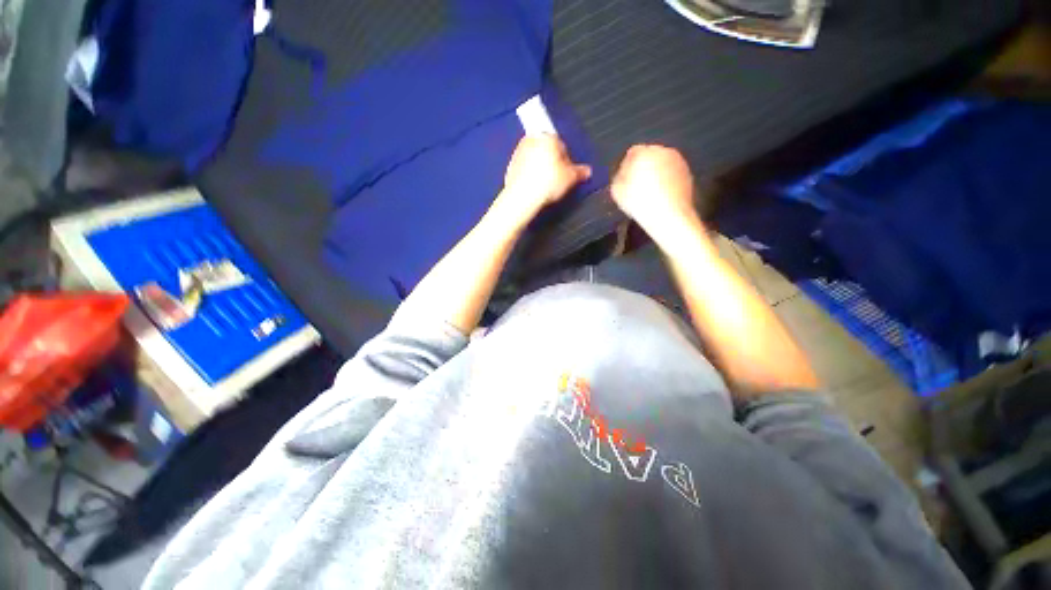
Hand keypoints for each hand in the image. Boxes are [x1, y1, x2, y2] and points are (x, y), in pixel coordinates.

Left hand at [493, 135, 590, 227]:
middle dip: (554, 163)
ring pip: (536, 158)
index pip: (563, 146)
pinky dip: (530, 175)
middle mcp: (532, 139)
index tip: (568, 173)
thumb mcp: (571, 178)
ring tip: (547, 185)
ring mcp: (519, 152)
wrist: (522, 197)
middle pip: (548, 150)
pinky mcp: (511, 165)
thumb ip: (580, 172)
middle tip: (558, 179)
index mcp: (548, 137)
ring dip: (542, 168)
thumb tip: (587, 171)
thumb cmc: (546, 184)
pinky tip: (535, 187)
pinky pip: (525, 168)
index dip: (568, 161)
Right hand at [610, 145, 697, 234]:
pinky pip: (672, 173)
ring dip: (656, 173)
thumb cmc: (639, 203)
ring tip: (650, 192)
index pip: (632, 153)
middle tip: (637, 186)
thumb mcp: (617, 191)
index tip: (625, 180)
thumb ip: (618, 176)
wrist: (669, 215)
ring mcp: (678, 161)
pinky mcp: (688, 172)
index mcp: (643, 153)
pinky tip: (662, 196)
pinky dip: (667, 181)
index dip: (627, 166)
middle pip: (649, 156)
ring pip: (662, 164)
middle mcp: (662, 151)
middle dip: (643, 167)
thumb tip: (623, 173)